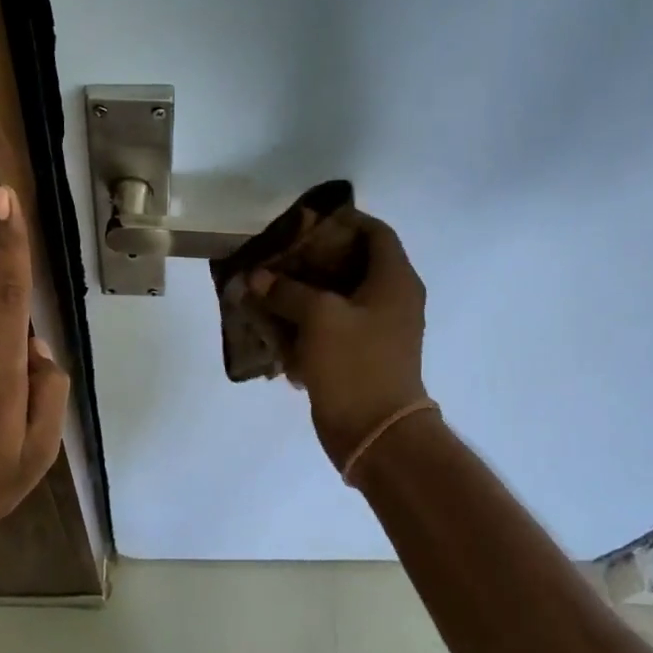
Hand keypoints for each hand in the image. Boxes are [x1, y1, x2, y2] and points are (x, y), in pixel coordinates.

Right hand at [250, 212, 428, 468]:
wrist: (375, 432)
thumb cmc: (355, 363)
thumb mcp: (318, 317)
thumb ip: (286, 290)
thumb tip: (258, 277)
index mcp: (394, 280)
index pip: (375, 232)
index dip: (343, 220)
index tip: (305, 221)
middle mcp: (391, 300)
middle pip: (352, 264)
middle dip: (313, 258)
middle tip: (277, 255)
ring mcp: (376, 331)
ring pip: (337, 298)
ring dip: (304, 292)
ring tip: (267, 287)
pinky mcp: (360, 356)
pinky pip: (331, 328)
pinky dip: (305, 323)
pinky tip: (274, 324)